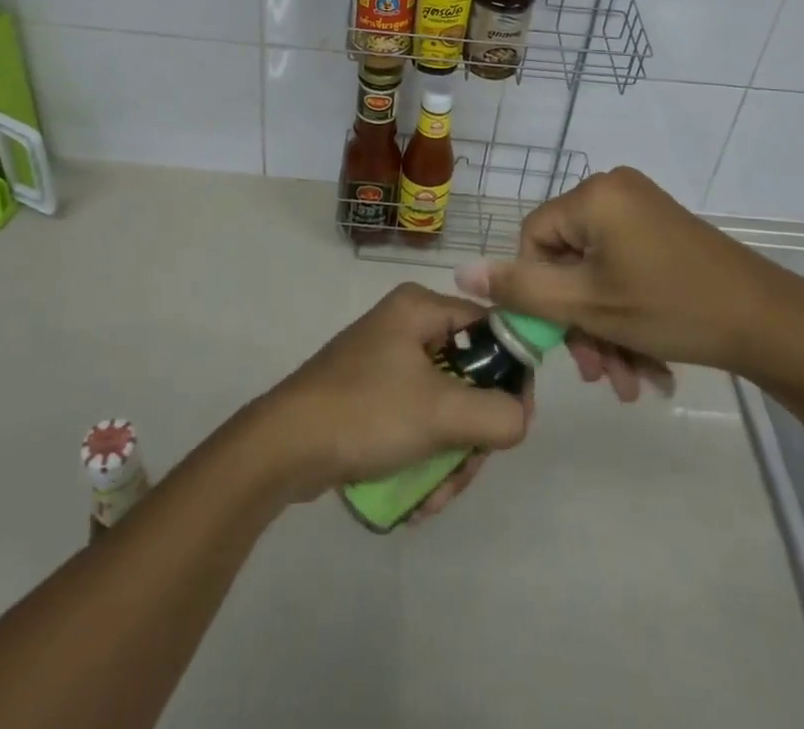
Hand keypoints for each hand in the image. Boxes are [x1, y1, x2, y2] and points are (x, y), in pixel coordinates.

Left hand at [253, 283, 529, 505]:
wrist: (283, 447)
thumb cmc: (365, 412)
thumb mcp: (440, 412)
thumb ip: (497, 415)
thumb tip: (520, 418)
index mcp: (420, 308)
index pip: (490, 328)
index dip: (510, 373)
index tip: (514, 422)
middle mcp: (406, 327)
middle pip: (469, 376)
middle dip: (471, 434)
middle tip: (465, 469)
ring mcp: (386, 363)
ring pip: (445, 408)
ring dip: (449, 458)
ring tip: (431, 496)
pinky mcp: (372, 397)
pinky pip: (417, 423)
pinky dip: (423, 459)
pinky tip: (415, 496)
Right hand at [454, 167, 803, 390]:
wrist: (770, 323)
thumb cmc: (671, 307)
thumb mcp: (588, 306)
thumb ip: (521, 289)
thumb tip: (460, 270)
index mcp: (593, 195)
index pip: (534, 239)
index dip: (538, 292)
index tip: (559, 339)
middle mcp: (614, 192)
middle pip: (568, 261)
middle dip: (579, 324)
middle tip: (597, 375)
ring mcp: (642, 211)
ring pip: (598, 275)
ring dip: (605, 331)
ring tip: (628, 384)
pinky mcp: (662, 233)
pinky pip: (625, 272)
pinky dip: (628, 317)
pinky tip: (647, 368)